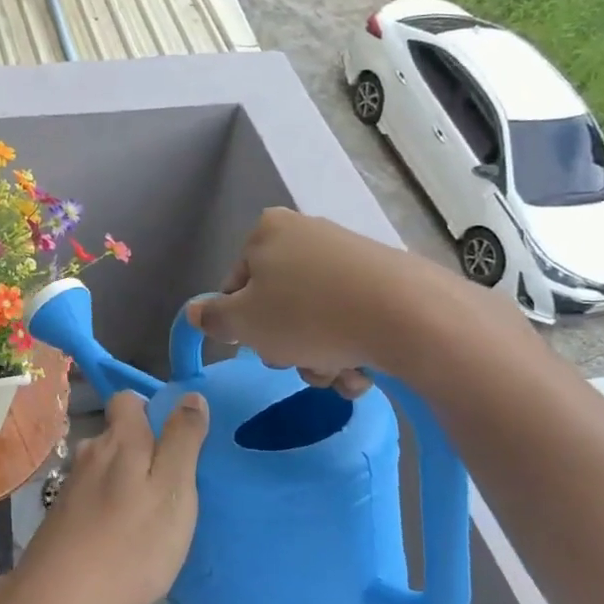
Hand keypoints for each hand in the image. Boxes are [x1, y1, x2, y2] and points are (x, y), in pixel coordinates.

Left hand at [15, 391, 208, 603]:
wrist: (58, 597)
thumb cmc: (130, 544)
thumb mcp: (173, 491)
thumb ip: (182, 441)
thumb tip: (190, 395)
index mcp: (120, 440)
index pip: (127, 399)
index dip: (151, 410)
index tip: (176, 440)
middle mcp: (91, 452)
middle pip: (118, 434)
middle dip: (143, 449)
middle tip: (171, 486)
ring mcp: (72, 484)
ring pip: (106, 466)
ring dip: (127, 480)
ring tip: (150, 514)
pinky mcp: (61, 513)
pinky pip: (94, 494)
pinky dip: (110, 505)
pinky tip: (121, 535)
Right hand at [186, 208, 511, 382]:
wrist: (408, 316)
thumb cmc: (307, 315)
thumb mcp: (243, 323)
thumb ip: (212, 318)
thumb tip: (194, 311)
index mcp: (267, 231)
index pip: (236, 284)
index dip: (241, 323)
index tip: (258, 344)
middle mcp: (307, 233)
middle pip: (277, 303)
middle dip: (285, 343)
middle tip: (297, 361)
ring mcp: (350, 255)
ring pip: (315, 318)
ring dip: (318, 356)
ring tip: (336, 372)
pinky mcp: (386, 279)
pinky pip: (351, 318)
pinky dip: (350, 347)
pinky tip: (362, 369)